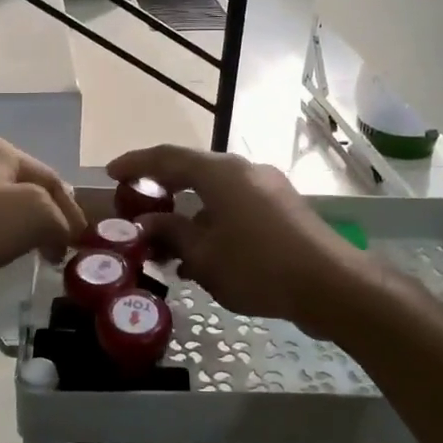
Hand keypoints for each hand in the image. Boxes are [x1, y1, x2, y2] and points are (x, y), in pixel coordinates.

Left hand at [0, 138, 86, 307]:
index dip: (73, 213)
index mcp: (2, 150)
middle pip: (25, 187)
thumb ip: (60, 219)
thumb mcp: (33, 216)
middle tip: (55, 248)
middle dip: (45, 216)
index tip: (78, 246)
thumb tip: (63, 233)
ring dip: (16, 225)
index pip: (55, 179)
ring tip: (24, 252)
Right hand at [107, 145, 374, 338]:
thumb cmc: (258, 266)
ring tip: (166, 247)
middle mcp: (245, 171)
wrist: (330, 285)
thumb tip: (147, 224)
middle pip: (193, 172)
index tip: (111, 174)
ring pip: (216, 194)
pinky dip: (213, 224)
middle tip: (137, 210)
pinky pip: (236, 208)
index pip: (167, 158)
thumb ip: (171, 234)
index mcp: (221, 173)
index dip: (136, 164)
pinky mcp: (283, 210)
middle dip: (162, 192)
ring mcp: (268, 188)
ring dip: (188, 215)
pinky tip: (203, 258)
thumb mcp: (204, 255)